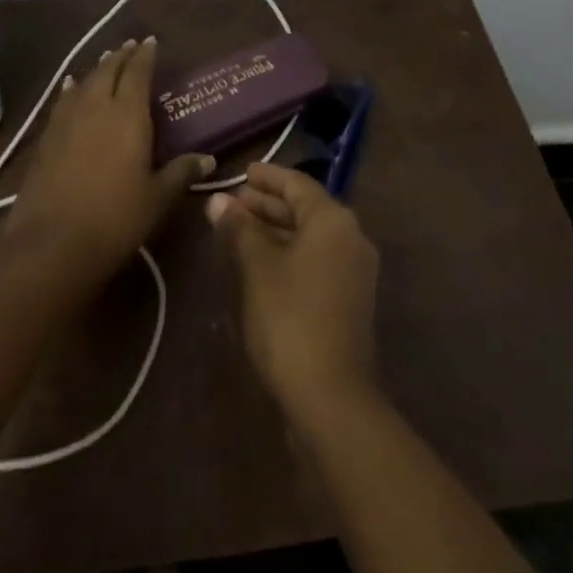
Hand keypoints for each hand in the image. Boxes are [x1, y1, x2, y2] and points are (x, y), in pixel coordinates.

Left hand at [10, 37, 213, 283]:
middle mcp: (97, 107)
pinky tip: (70, 89)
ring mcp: (67, 121)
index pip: (138, 73)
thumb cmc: (115, 219)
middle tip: (130, 46)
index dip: (145, 55)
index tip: (150, 41)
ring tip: (105, 60)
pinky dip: (71, 90)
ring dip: (97, 69)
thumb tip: (209, 159)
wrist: (52, 244)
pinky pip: (63, 102)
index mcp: (128, 115)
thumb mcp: (157, 199)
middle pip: (109, 71)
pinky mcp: (46, 139)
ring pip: (84, 83)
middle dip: (121, 56)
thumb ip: (181, 173)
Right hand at [206, 162, 379, 422]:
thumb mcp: (257, 268)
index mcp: (333, 221)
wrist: (331, 400)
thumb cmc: (290, 319)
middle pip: (305, 209)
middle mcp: (351, 238)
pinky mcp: (348, 301)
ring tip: (238, 230)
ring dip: (275, 230)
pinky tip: (259, 264)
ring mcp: (353, 272)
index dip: (267, 177)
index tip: (241, 172)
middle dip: (267, 204)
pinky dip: (288, 254)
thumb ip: (239, 229)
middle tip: (233, 203)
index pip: (297, 184)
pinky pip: (315, 261)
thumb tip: (218, 200)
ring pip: (309, 237)